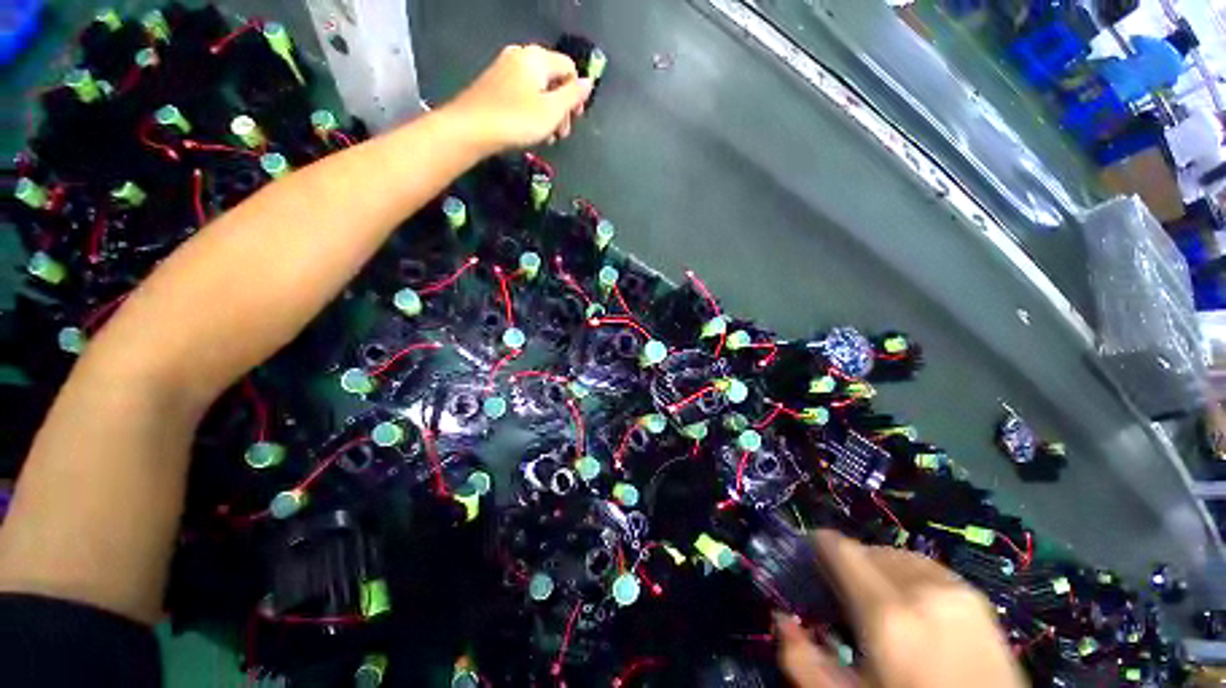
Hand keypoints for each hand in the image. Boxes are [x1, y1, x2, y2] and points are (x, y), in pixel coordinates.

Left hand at [445, 44, 593, 153]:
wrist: (472, 128)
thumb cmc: (517, 120)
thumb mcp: (552, 111)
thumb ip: (572, 95)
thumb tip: (588, 82)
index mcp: (537, 58)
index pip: (569, 68)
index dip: (577, 94)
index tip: (575, 119)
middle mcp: (520, 56)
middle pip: (553, 78)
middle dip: (562, 107)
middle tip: (561, 133)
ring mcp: (504, 69)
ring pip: (537, 89)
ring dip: (547, 113)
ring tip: (547, 137)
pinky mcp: (494, 84)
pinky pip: (522, 94)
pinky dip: (531, 111)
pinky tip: (530, 131)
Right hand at [777, 531, 1025, 687]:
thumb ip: (802, 659)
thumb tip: (781, 617)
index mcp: (886, 613)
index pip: (839, 547)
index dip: (818, 546)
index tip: (811, 561)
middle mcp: (919, 588)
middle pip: (865, 549)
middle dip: (848, 565)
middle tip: (844, 595)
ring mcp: (952, 588)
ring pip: (895, 554)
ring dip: (877, 568)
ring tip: (879, 601)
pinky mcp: (975, 595)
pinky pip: (925, 566)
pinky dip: (907, 575)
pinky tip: (912, 605)